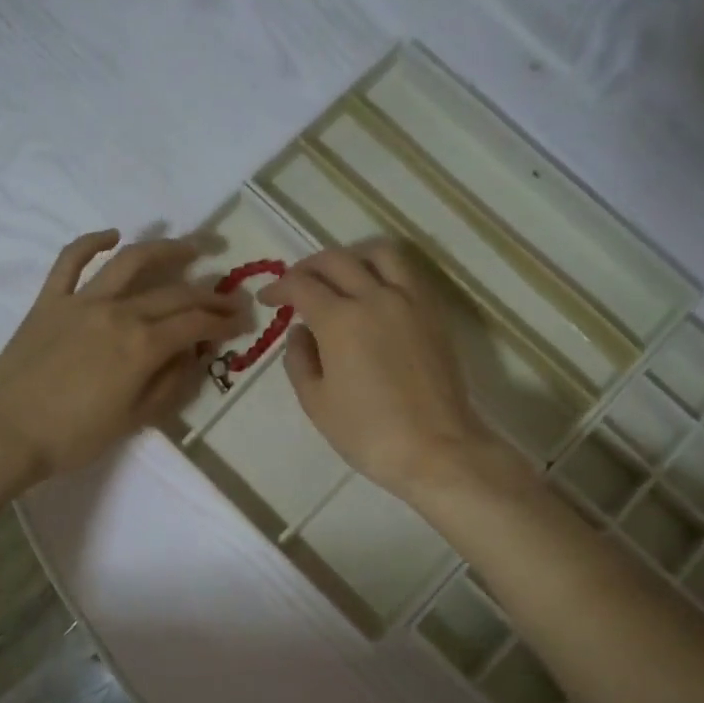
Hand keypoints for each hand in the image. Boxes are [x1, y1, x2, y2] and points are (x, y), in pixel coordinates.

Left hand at [0, 231, 244, 481]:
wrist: (5, 435)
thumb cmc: (74, 437)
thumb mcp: (134, 420)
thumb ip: (170, 383)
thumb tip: (194, 355)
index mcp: (142, 346)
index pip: (195, 324)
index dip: (224, 321)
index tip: (241, 321)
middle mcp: (118, 313)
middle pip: (174, 293)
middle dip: (209, 294)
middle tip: (229, 296)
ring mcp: (82, 301)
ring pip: (131, 261)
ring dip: (166, 250)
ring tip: (191, 248)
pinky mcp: (50, 300)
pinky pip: (71, 260)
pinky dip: (93, 242)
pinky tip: (114, 235)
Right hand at [261, 240, 504, 498]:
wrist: (436, 449)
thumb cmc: (368, 433)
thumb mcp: (316, 402)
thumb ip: (299, 359)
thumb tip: (300, 331)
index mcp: (340, 319)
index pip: (301, 285)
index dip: (278, 287)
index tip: (268, 299)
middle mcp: (375, 297)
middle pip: (336, 260)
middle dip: (308, 267)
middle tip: (296, 286)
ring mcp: (410, 300)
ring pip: (379, 253)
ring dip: (351, 257)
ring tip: (340, 277)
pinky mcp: (434, 312)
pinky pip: (407, 272)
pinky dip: (384, 270)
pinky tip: (375, 292)